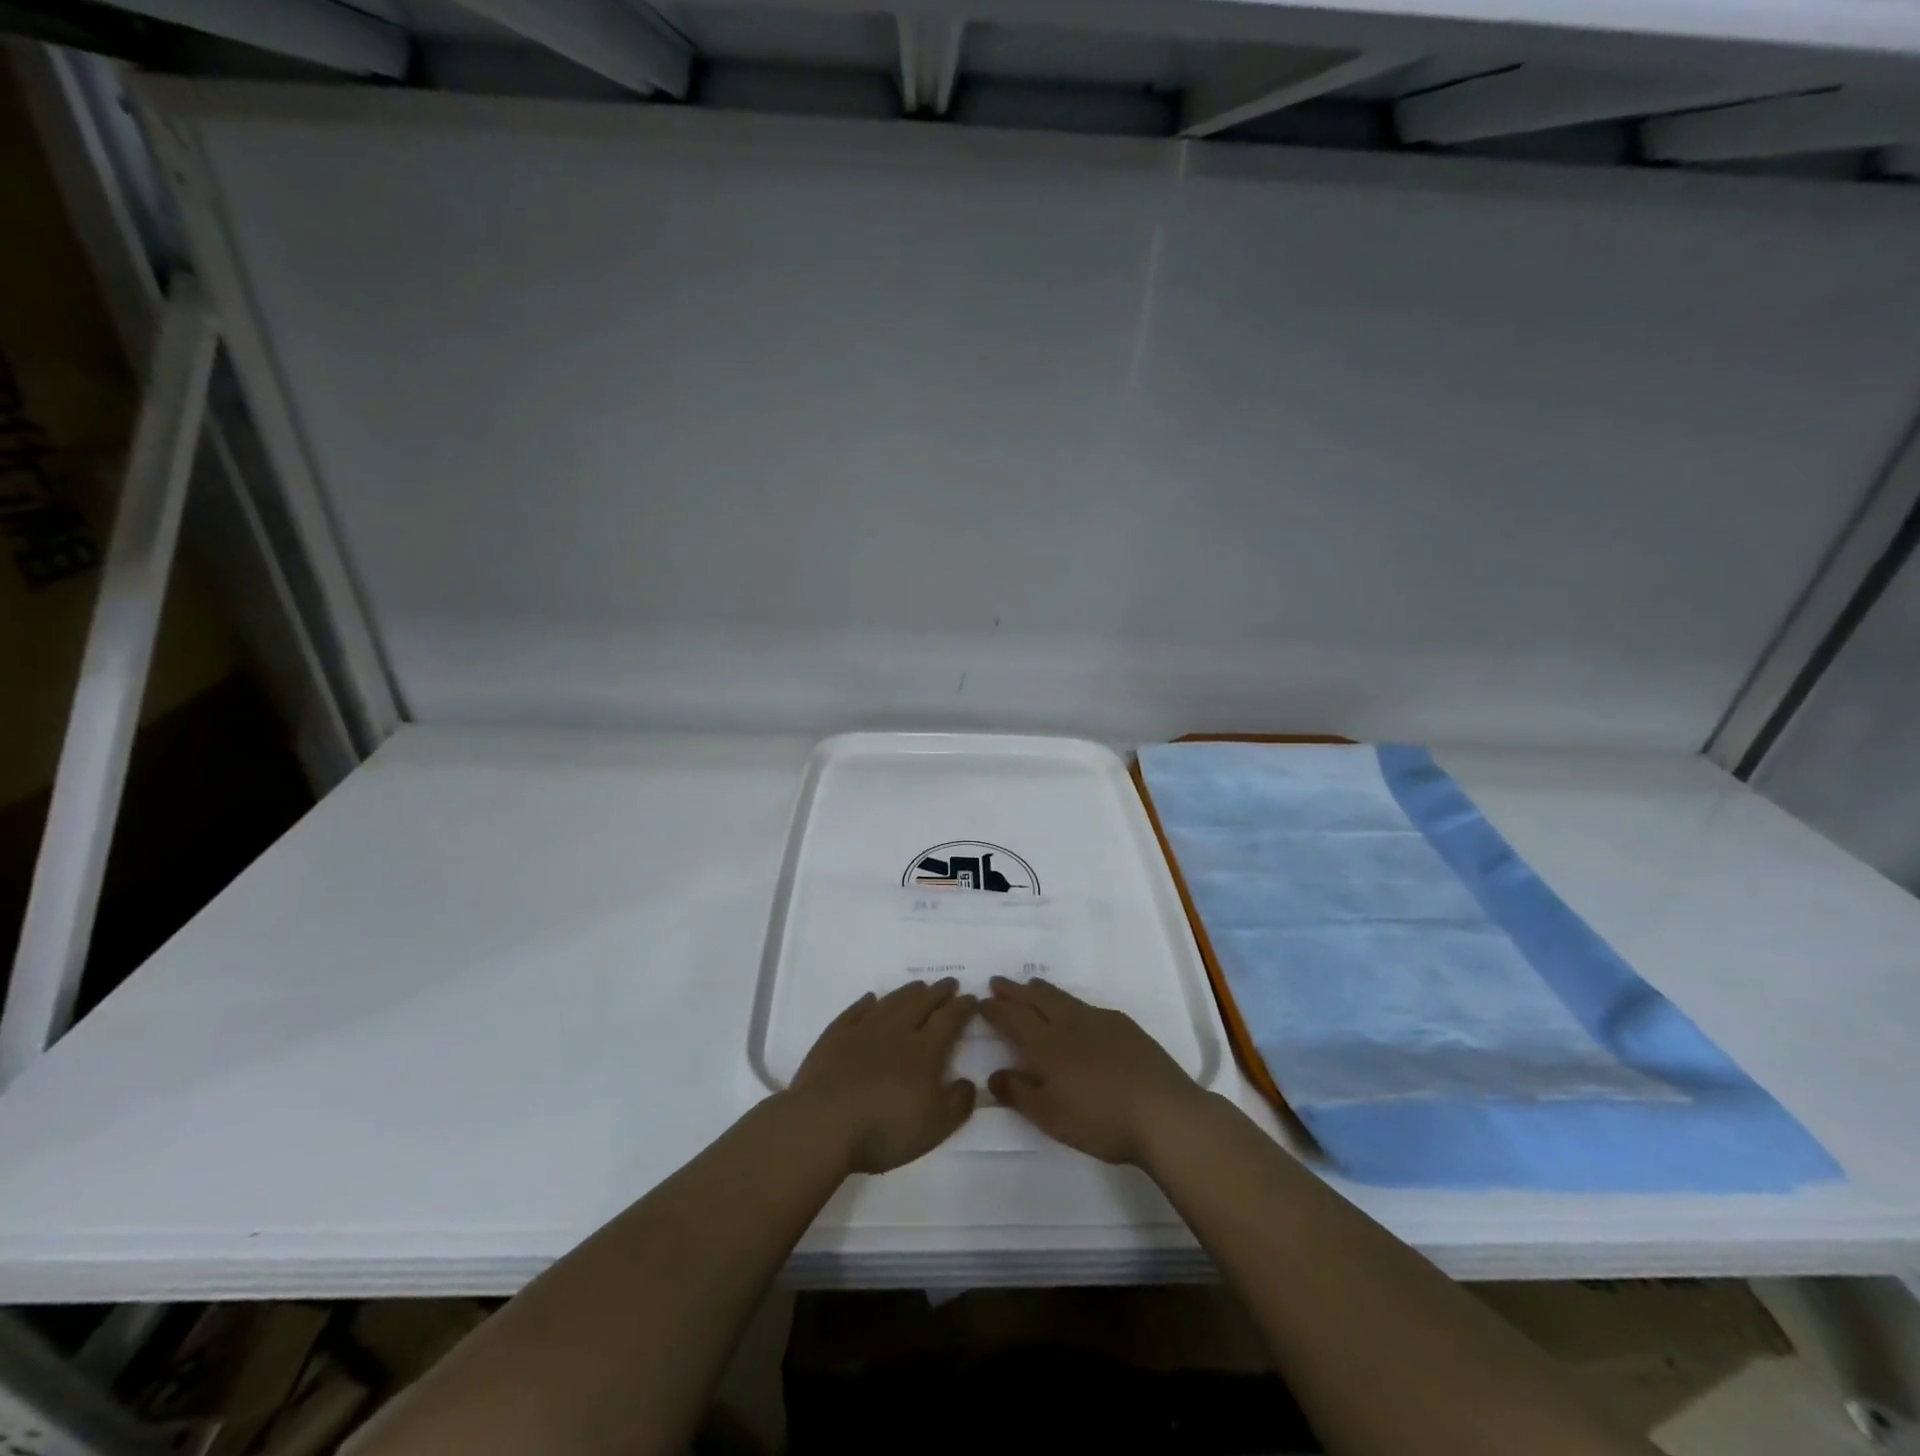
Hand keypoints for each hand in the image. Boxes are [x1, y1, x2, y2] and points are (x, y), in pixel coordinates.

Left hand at [787, 979, 978, 1174]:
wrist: (824, 1123)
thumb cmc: (885, 1128)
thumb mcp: (934, 1126)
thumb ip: (957, 1103)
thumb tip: (967, 1082)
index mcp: (925, 1050)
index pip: (949, 1019)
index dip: (962, 1007)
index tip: (972, 998)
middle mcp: (897, 1030)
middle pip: (921, 1003)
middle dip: (938, 992)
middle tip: (949, 983)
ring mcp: (863, 1030)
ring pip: (891, 1002)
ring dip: (908, 992)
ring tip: (918, 986)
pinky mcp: (835, 1036)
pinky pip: (855, 1011)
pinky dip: (867, 1002)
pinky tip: (871, 999)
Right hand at [981, 977, 1210, 1164]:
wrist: (1164, 1112)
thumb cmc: (1101, 1119)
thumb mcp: (1051, 1116)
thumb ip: (1019, 1093)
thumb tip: (994, 1074)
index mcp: (1047, 1044)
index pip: (1014, 1019)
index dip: (996, 1010)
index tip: (982, 1002)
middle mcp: (1070, 1024)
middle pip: (1036, 1000)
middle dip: (1014, 991)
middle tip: (998, 981)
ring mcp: (1100, 1021)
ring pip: (1063, 998)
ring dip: (1042, 991)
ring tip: (1031, 984)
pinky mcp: (1124, 1026)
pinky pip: (1087, 1006)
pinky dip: (1070, 1002)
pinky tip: (1076, 1011)